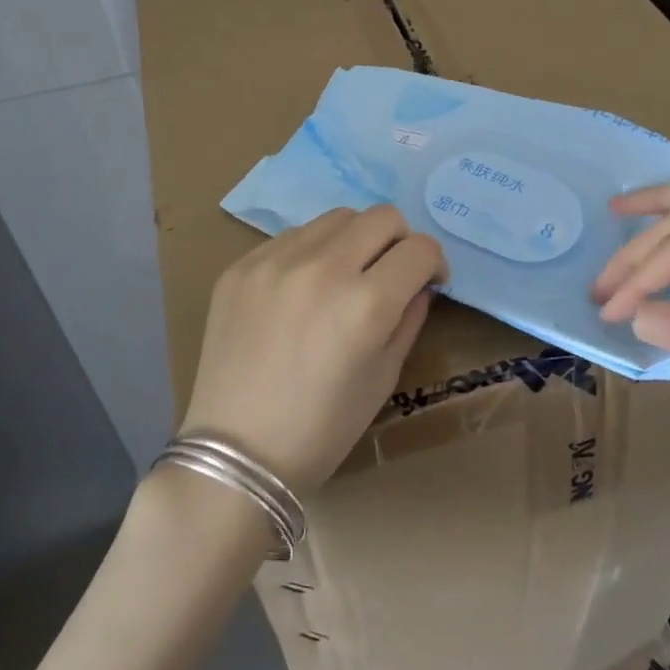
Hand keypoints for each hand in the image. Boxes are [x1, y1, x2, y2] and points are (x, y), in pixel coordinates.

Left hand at [179, 206, 446, 495]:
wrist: (236, 452)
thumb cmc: (322, 428)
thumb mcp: (384, 377)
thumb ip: (409, 318)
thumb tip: (418, 283)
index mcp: (366, 303)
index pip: (420, 248)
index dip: (434, 263)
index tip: (427, 281)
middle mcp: (322, 268)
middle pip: (383, 217)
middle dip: (399, 241)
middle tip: (390, 273)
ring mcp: (276, 261)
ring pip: (337, 217)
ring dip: (355, 239)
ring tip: (345, 276)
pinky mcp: (242, 265)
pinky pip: (293, 236)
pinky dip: (312, 252)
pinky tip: (302, 289)